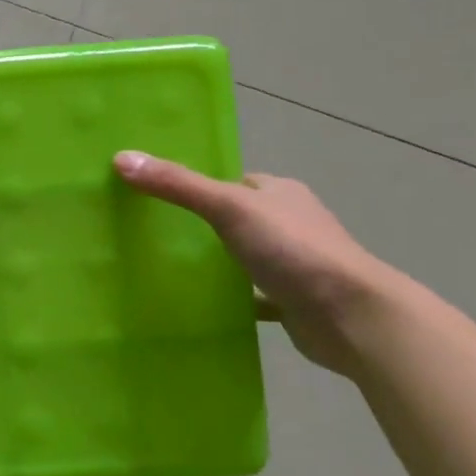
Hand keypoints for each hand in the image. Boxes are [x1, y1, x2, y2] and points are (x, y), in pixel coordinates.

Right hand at [114, 151, 398, 378]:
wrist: (353, 317)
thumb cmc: (293, 250)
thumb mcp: (228, 207)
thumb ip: (178, 184)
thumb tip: (122, 158)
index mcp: (279, 192)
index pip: (231, 180)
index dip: (196, 184)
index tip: (156, 195)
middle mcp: (290, 223)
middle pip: (235, 218)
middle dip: (201, 225)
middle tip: (152, 234)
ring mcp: (294, 263)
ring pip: (244, 256)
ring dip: (216, 262)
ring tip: (166, 268)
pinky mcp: (294, 301)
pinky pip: (253, 296)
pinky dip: (231, 299)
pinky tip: (199, 306)